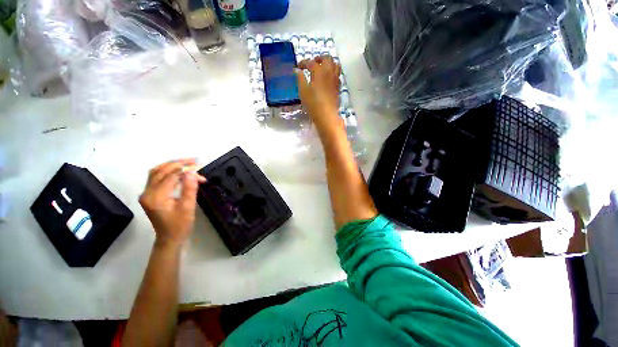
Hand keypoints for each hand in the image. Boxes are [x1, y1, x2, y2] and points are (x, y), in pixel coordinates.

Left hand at [139, 159, 205, 248]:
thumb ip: (189, 189)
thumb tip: (192, 173)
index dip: (186, 170)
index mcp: (156, 197)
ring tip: (187, 162)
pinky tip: (179, 171)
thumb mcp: (187, 208)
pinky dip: (168, 171)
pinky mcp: (150, 194)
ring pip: (157, 172)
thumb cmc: (180, 225)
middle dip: (178, 163)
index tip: (200, 167)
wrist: (169, 238)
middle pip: (161, 170)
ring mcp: (147, 193)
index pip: (171, 176)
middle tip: (194, 160)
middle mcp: (147, 193)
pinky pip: (157, 177)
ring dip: (172, 165)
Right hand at [296, 56, 341, 128]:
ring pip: (335, 65)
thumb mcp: (303, 91)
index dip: (303, 63)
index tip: (298, 66)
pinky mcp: (338, 87)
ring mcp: (335, 79)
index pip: (311, 62)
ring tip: (323, 68)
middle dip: (319, 58)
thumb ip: (300, 79)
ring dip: (329, 63)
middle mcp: (329, 72)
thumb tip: (297, 71)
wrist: (326, 115)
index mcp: (319, 71)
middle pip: (327, 58)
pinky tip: (328, 79)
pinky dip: (333, 73)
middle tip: (313, 63)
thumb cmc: (313, 103)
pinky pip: (337, 75)